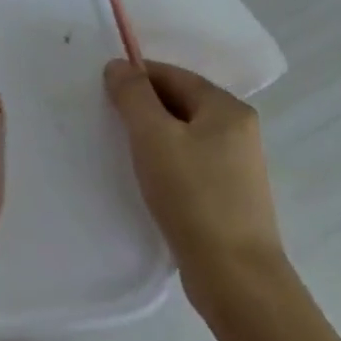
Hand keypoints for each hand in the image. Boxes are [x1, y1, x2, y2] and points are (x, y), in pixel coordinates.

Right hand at [104, 58, 289, 309]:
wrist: (234, 275)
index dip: (135, 77)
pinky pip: (187, 160)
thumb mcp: (153, 136)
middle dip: (141, 106)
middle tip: (105, 119)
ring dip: (150, 135)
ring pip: (181, 132)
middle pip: (178, 101)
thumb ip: (133, 94)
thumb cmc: (192, 195)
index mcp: (227, 109)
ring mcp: (236, 164)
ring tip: (120, 148)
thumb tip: (119, 65)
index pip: (172, 74)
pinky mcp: (227, 194)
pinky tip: (144, 177)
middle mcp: (238, 130)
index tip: (101, 93)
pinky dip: (163, 160)